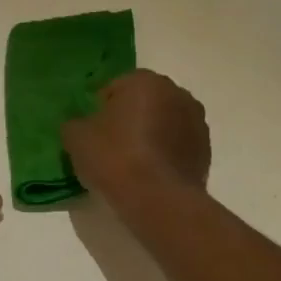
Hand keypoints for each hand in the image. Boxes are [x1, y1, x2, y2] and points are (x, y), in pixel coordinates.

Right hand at [62, 69, 210, 202]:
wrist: (158, 199)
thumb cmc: (115, 158)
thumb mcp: (76, 138)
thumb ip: (74, 123)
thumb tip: (78, 124)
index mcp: (145, 81)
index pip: (115, 87)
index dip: (100, 108)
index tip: (92, 131)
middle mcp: (176, 93)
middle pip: (144, 102)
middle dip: (129, 118)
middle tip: (110, 145)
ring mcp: (196, 121)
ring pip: (164, 122)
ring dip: (150, 134)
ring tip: (132, 162)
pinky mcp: (205, 150)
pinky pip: (178, 145)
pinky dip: (165, 153)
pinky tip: (150, 174)